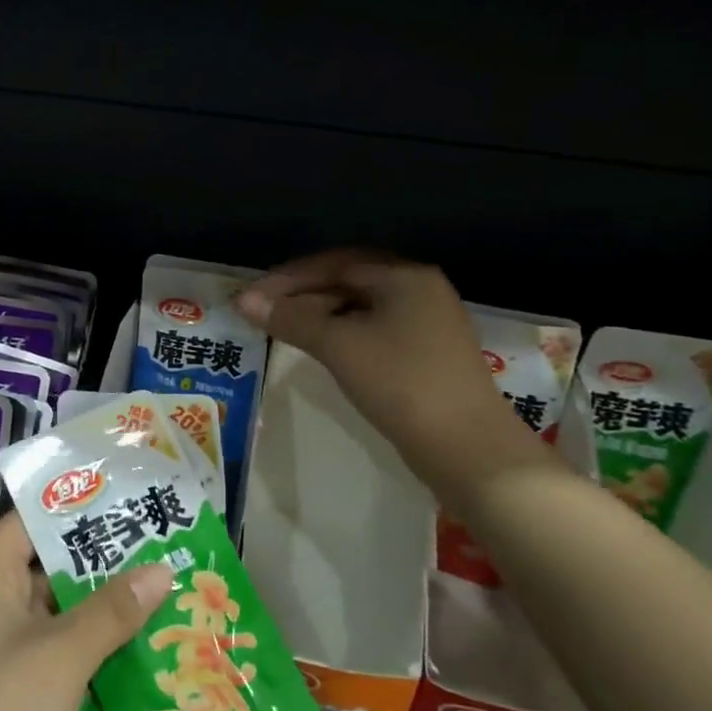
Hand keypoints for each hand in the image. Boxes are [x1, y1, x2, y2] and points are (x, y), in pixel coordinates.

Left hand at [0, 514, 171, 710]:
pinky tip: (144, 656)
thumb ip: (112, 609)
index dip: (72, 507)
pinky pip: (59, 664)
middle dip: (101, 563)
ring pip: (59, 621)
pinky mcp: (13, 704)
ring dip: (105, 615)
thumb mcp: (60, 653)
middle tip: (163, 547)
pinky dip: (94, 658)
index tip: (126, 496)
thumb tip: (163, 568)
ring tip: (167, 594)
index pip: (27, 522)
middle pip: (47, 571)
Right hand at [234, 248, 545, 503]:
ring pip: (360, 307)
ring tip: (284, 330)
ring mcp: (426, 323)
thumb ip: (292, 319)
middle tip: (263, 312)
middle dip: (302, 293)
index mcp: (404, 277)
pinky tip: (320, 349)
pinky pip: (373, 330)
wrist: (466, 447)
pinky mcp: (425, 354)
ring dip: (320, 314)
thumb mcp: (340, 346)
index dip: (288, 278)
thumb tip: (245, 301)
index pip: (334, 263)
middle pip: (348, 281)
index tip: (252, 297)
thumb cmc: (401, 384)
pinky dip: (342, 333)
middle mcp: (419, 290)